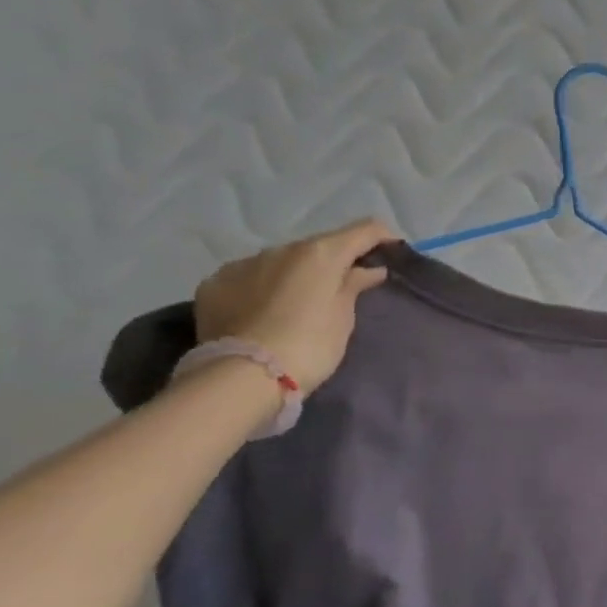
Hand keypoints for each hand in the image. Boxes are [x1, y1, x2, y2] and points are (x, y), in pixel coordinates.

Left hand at [192, 219, 398, 391]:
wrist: (242, 377)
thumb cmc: (310, 345)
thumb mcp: (343, 318)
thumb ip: (354, 286)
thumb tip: (370, 269)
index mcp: (320, 253)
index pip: (364, 229)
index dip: (383, 237)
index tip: (392, 254)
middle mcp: (281, 248)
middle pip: (320, 246)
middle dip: (334, 261)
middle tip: (342, 289)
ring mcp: (244, 263)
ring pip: (282, 261)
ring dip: (296, 274)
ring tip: (298, 304)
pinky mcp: (215, 283)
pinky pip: (249, 276)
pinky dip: (262, 286)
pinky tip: (262, 311)